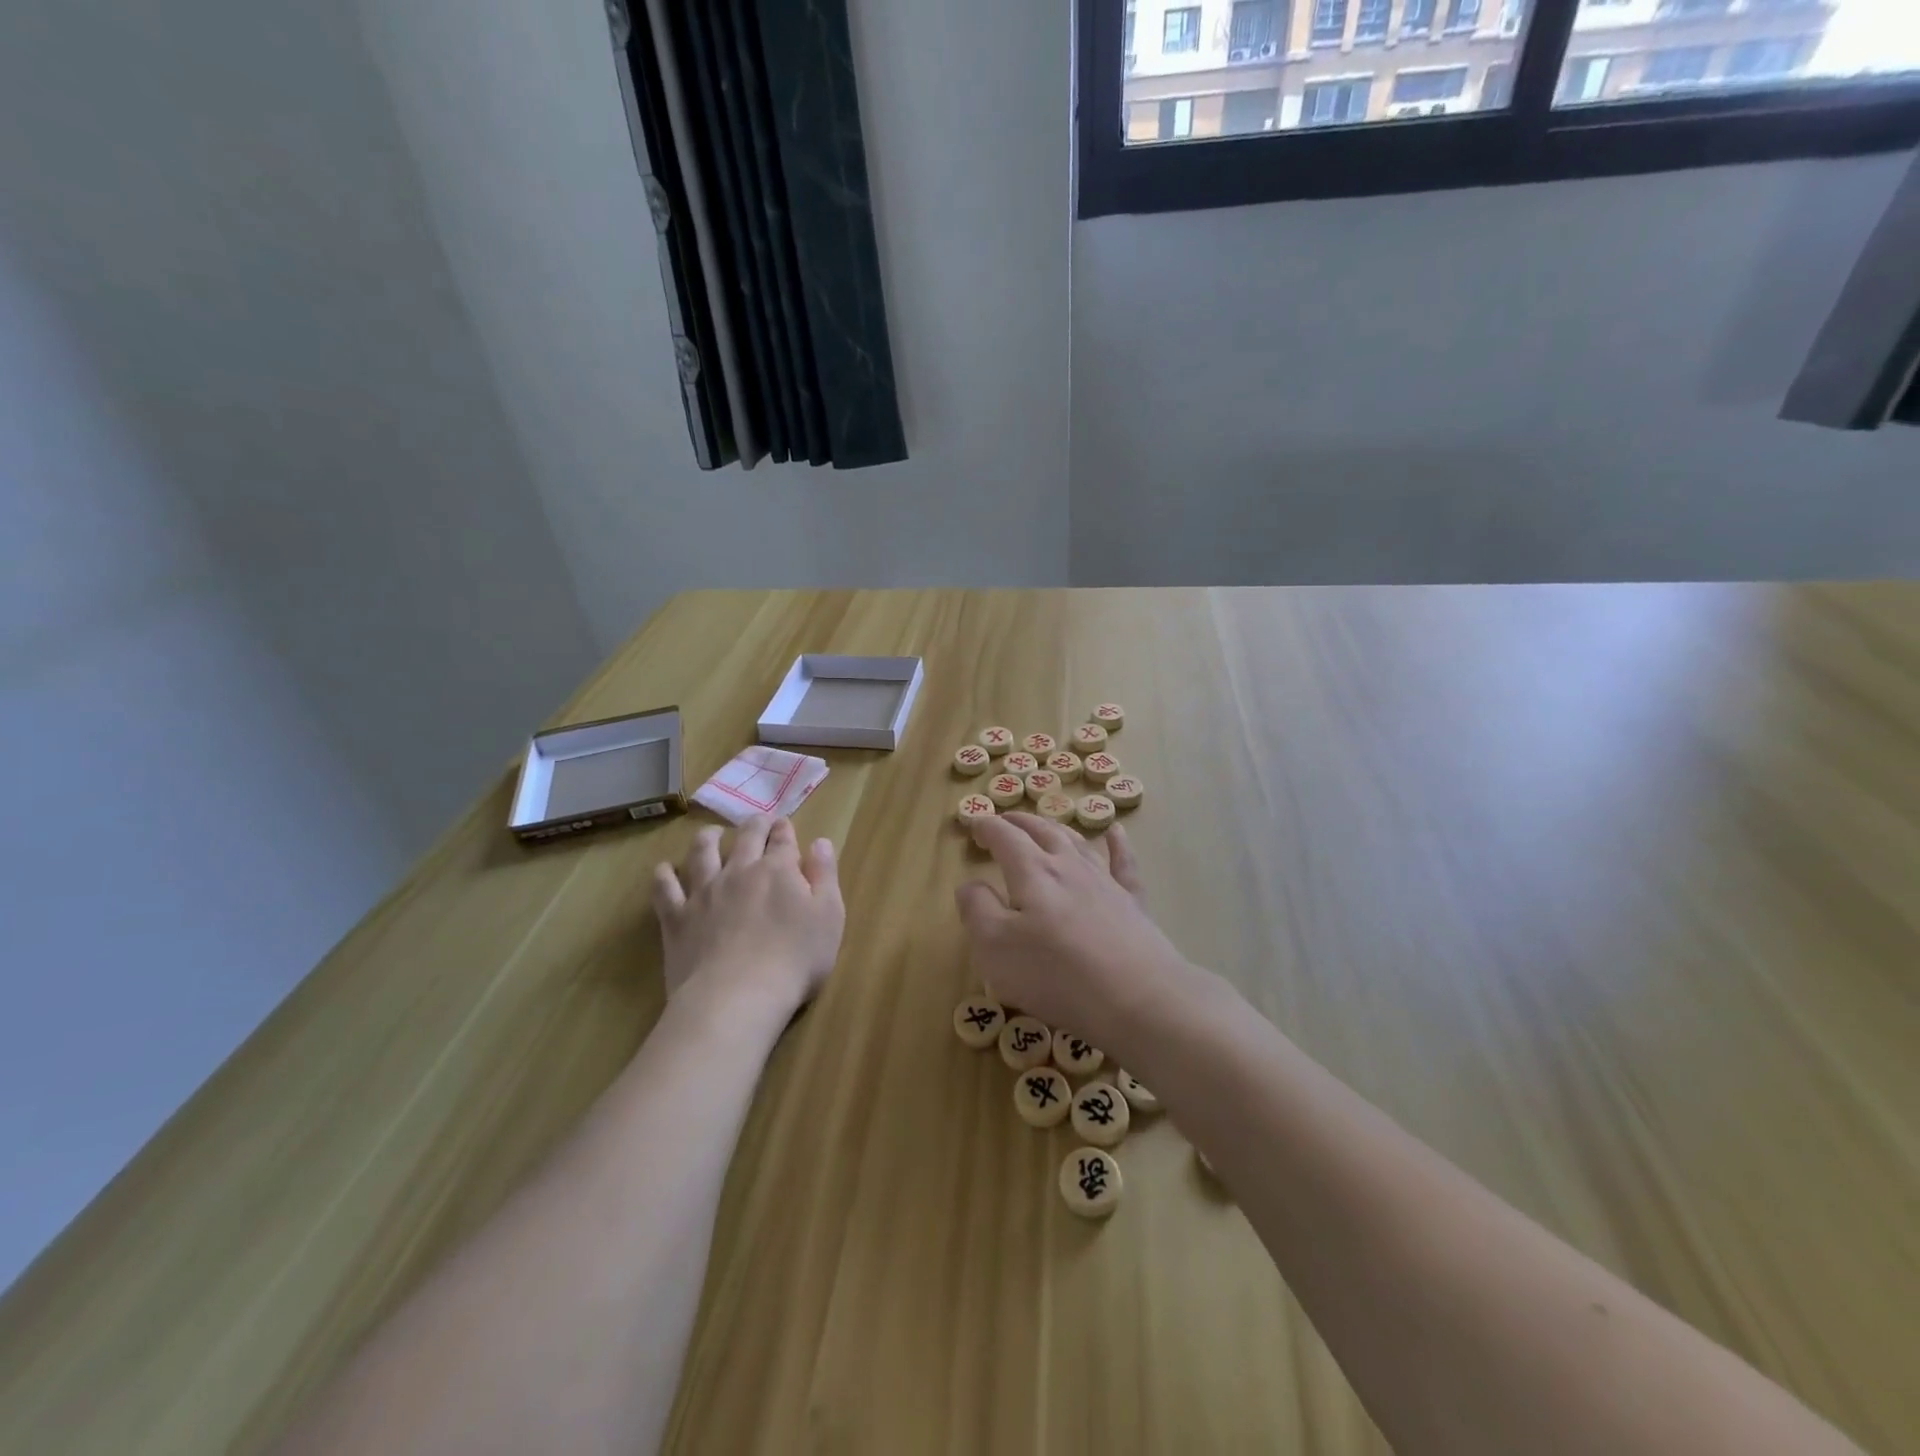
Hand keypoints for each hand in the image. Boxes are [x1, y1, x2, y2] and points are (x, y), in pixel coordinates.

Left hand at [653, 815, 844, 1018]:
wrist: (737, 998)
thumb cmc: (794, 960)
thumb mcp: (829, 917)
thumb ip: (825, 876)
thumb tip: (819, 842)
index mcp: (779, 870)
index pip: (783, 839)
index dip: (784, 829)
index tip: (784, 824)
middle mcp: (740, 871)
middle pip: (746, 837)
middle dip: (754, 825)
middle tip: (757, 822)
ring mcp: (704, 892)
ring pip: (702, 853)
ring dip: (708, 839)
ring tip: (711, 834)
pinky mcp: (677, 918)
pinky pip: (665, 889)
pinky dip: (664, 876)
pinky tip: (664, 870)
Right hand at [955, 814, 1188, 1056]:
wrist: (1137, 997)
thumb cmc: (1056, 974)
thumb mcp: (995, 947)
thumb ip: (977, 910)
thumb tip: (970, 885)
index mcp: (1032, 872)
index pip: (1005, 837)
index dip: (987, 827)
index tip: (975, 824)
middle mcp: (1068, 866)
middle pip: (1041, 832)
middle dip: (1019, 822)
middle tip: (1005, 820)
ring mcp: (1104, 881)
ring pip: (1077, 842)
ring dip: (1057, 828)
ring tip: (1045, 824)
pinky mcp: (1132, 902)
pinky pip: (1123, 863)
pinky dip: (1117, 844)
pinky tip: (1116, 833)